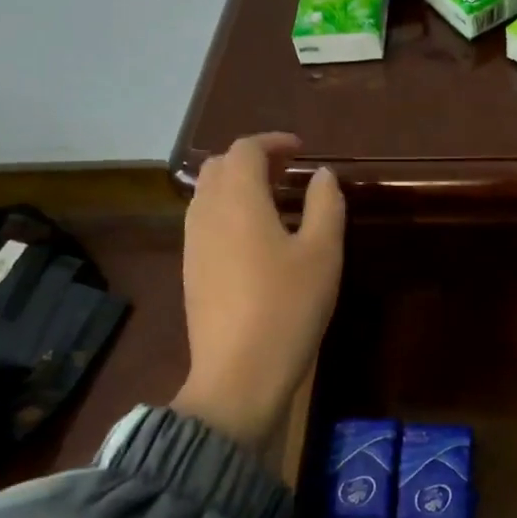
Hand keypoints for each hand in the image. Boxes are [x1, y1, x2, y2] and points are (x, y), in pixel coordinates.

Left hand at [173, 134, 344, 449]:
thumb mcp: (323, 252)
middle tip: (287, 171)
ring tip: (275, 201)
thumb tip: (321, 174)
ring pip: (208, 194)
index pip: (245, 150)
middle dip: (253, 160)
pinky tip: (256, 237)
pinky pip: (205, 221)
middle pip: (219, 166)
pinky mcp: (191, 271)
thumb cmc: (288, 306)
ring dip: (238, 185)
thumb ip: (325, 204)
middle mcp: (206, 213)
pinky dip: (228, 211)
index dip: (273, 142)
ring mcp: (193, 243)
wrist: (239, 375)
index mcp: (238, 200)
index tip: (301, 150)